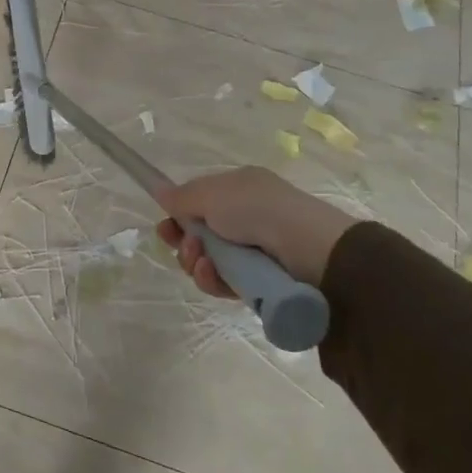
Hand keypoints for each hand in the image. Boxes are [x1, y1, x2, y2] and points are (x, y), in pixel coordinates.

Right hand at [155, 167, 357, 297]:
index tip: (165, 226)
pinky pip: (224, 283)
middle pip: (200, 234)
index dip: (179, 214)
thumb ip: (182, 197)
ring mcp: (253, 252)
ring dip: (195, 260)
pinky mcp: (258, 283)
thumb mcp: (213, 194)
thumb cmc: (259, 210)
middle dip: (183, 241)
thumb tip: (160, 192)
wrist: (312, 251)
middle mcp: (247, 218)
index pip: (200, 202)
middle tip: (179, 243)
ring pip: (208, 261)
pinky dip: (212, 279)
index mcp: (240, 190)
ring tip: (201, 259)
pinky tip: (209, 273)